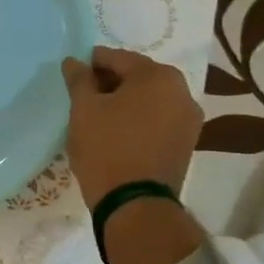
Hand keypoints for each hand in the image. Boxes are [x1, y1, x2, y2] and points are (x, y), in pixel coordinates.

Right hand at [60, 47, 201, 208]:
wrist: (135, 204)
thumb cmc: (107, 148)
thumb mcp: (84, 109)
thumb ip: (79, 80)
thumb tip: (74, 61)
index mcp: (158, 76)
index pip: (117, 58)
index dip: (92, 64)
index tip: (74, 75)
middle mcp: (182, 91)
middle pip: (138, 77)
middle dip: (110, 83)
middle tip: (83, 97)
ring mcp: (189, 119)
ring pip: (149, 100)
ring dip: (125, 102)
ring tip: (99, 117)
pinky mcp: (187, 143)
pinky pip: (158, 120)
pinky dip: (139, 120)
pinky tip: (118, 132)